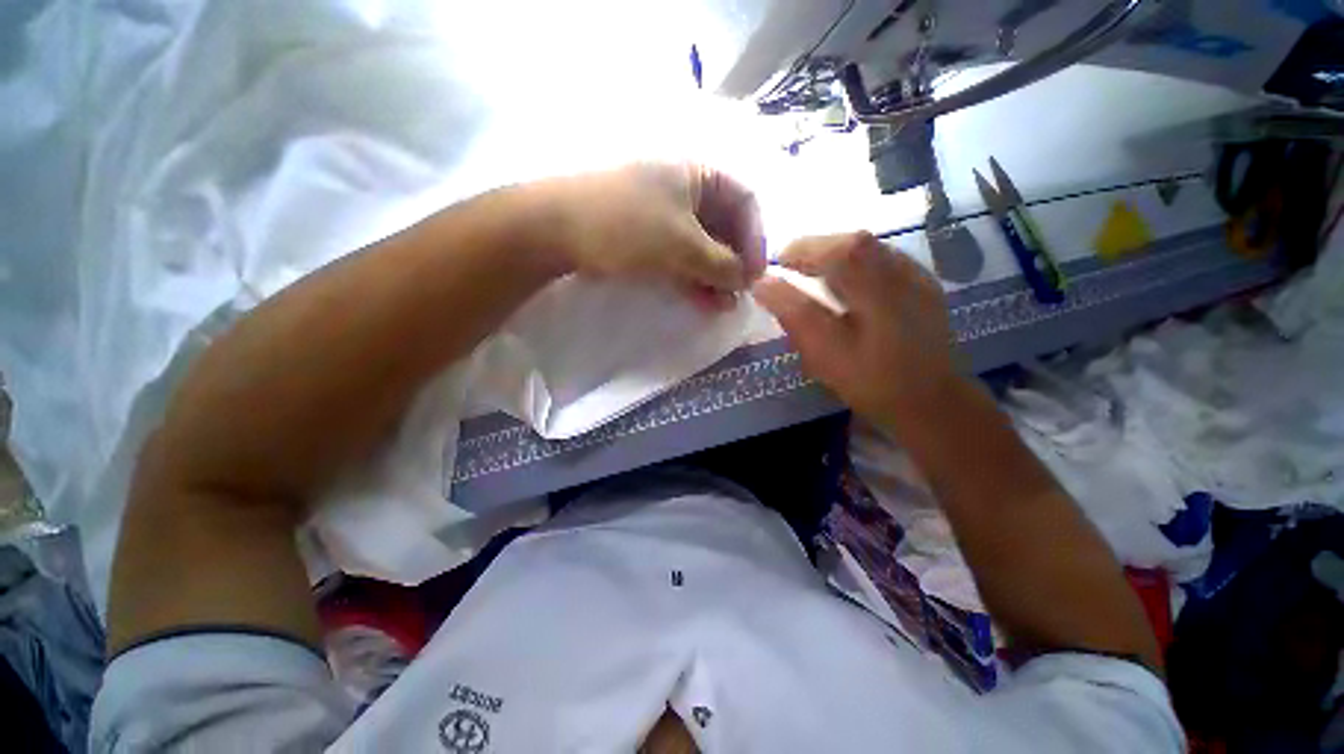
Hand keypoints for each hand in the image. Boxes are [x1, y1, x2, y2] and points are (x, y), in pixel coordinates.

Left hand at [542, 163, 766, 308]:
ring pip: (703, 245)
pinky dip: (694, 277)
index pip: (746, 202)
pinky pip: (682, 256)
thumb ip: (721, 263)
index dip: (756, 239)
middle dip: (735, 263)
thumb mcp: (682, 245)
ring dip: (716, 276)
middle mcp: (685, 189)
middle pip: (725, 227)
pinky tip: (701, 299)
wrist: (554, 229)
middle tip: (739, 296)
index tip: (756, 276)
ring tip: (721, 306)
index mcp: (698, 174)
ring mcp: (664, 213)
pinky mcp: (648, 236)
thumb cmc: (626, 225)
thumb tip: (746, 280)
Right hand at [752, 232, 967, 436]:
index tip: (777, 264)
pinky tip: (845, 276)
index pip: (837, 255)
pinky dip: (855, 258)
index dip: (801, 252)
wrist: (930, 400)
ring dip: (835, 250)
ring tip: (812, 267)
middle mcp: (902, 280)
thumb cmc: (871, 383)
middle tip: (791, 263)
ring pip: (870, 247)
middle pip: (856, 243)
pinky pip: (883, 257)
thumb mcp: (825, 356)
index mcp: (878, 299)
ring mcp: (918, 279)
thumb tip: (763, 284)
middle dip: (816, 247)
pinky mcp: (924, 284)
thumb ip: (795, 316)